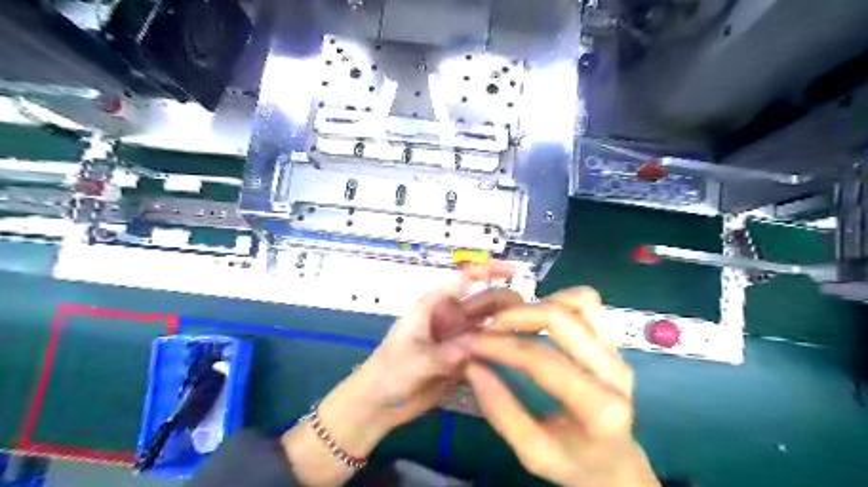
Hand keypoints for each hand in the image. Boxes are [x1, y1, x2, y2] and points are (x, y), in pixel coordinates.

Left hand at [282, 265, 521, 485]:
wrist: (378, 404)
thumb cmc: (388, 372)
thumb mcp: (414, 360)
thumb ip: (445, 353)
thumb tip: (478, 345)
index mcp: (434, 306)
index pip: (463, 280)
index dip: (486, 271)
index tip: (511, 270)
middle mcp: (450, 318)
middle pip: (482, 302)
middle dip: (505, 301)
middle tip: (530, 313)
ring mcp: (457, 340)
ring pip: (488, 326)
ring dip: (506, 326)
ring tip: (531, 332)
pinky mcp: (462, 360)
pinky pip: (485, 350)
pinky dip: (499, 350)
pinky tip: (517, 354)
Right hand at [469, 286, 657, 486]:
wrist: (617, 464)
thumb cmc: (575, 464)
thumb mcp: (532, 453)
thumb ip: (501, 412)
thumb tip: (473, 366)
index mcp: (599, 408)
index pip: (542, 361)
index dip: (500, 347)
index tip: (470, 342)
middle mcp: (615, 372)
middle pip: (561, 319)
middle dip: (515, 315)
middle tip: (487, 327)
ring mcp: (617, 351)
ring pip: (580, 301)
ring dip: (540, 303)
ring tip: (514, 321)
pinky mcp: (613, 341)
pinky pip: (587, 303)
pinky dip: (559, 300)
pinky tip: (538, 318)